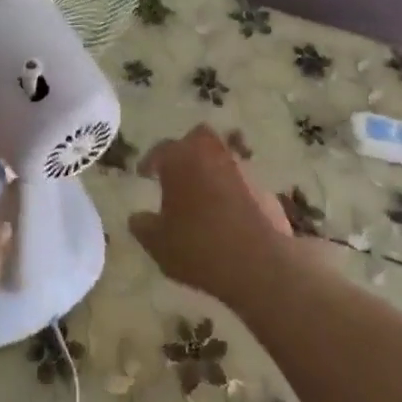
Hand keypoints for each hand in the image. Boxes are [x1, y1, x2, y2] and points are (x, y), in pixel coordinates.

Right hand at [128, 124, 294, 307]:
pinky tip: (227, 213)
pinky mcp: (264, 187)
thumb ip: (143, 227)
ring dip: (211, 170)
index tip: (143, 174)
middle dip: (186, 150)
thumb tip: (136, 218)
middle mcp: (211, 153)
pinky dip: (232, 189)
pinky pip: (241, 181)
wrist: (260, 262)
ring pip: (222, 157)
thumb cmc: (198, 247)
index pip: (160, 150)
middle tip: (177, 172)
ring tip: (202, 195)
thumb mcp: (159, 244)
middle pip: (197, 139)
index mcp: (180, 159)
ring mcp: (242, 168)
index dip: (149, 162)